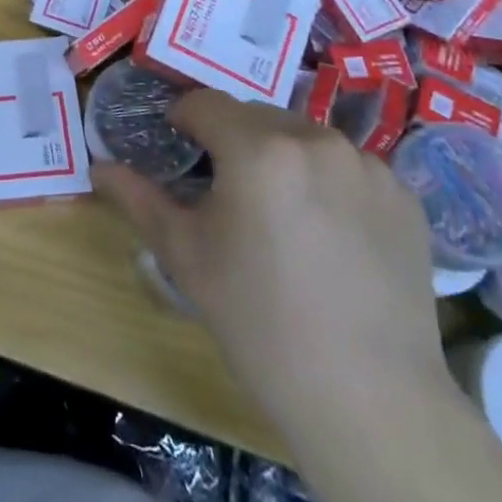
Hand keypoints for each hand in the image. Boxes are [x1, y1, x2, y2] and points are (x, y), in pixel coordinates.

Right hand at [94, 91, 446, 436]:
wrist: (369, 397)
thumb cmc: (259, 322)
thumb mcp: (186, 257)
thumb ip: (139, 199)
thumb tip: (98, 167)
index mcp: (258, 148)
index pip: (204, 103)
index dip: (183, 119)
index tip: (178, 144)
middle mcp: (316, 139)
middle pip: (256, 117)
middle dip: (233, 140)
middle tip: (227, 191)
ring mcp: (367, 165)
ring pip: (304, 138)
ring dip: (282, 158)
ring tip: (281, 214)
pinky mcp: (403, 195)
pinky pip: (348, 167)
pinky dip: (329, 183)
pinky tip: (329, 234)